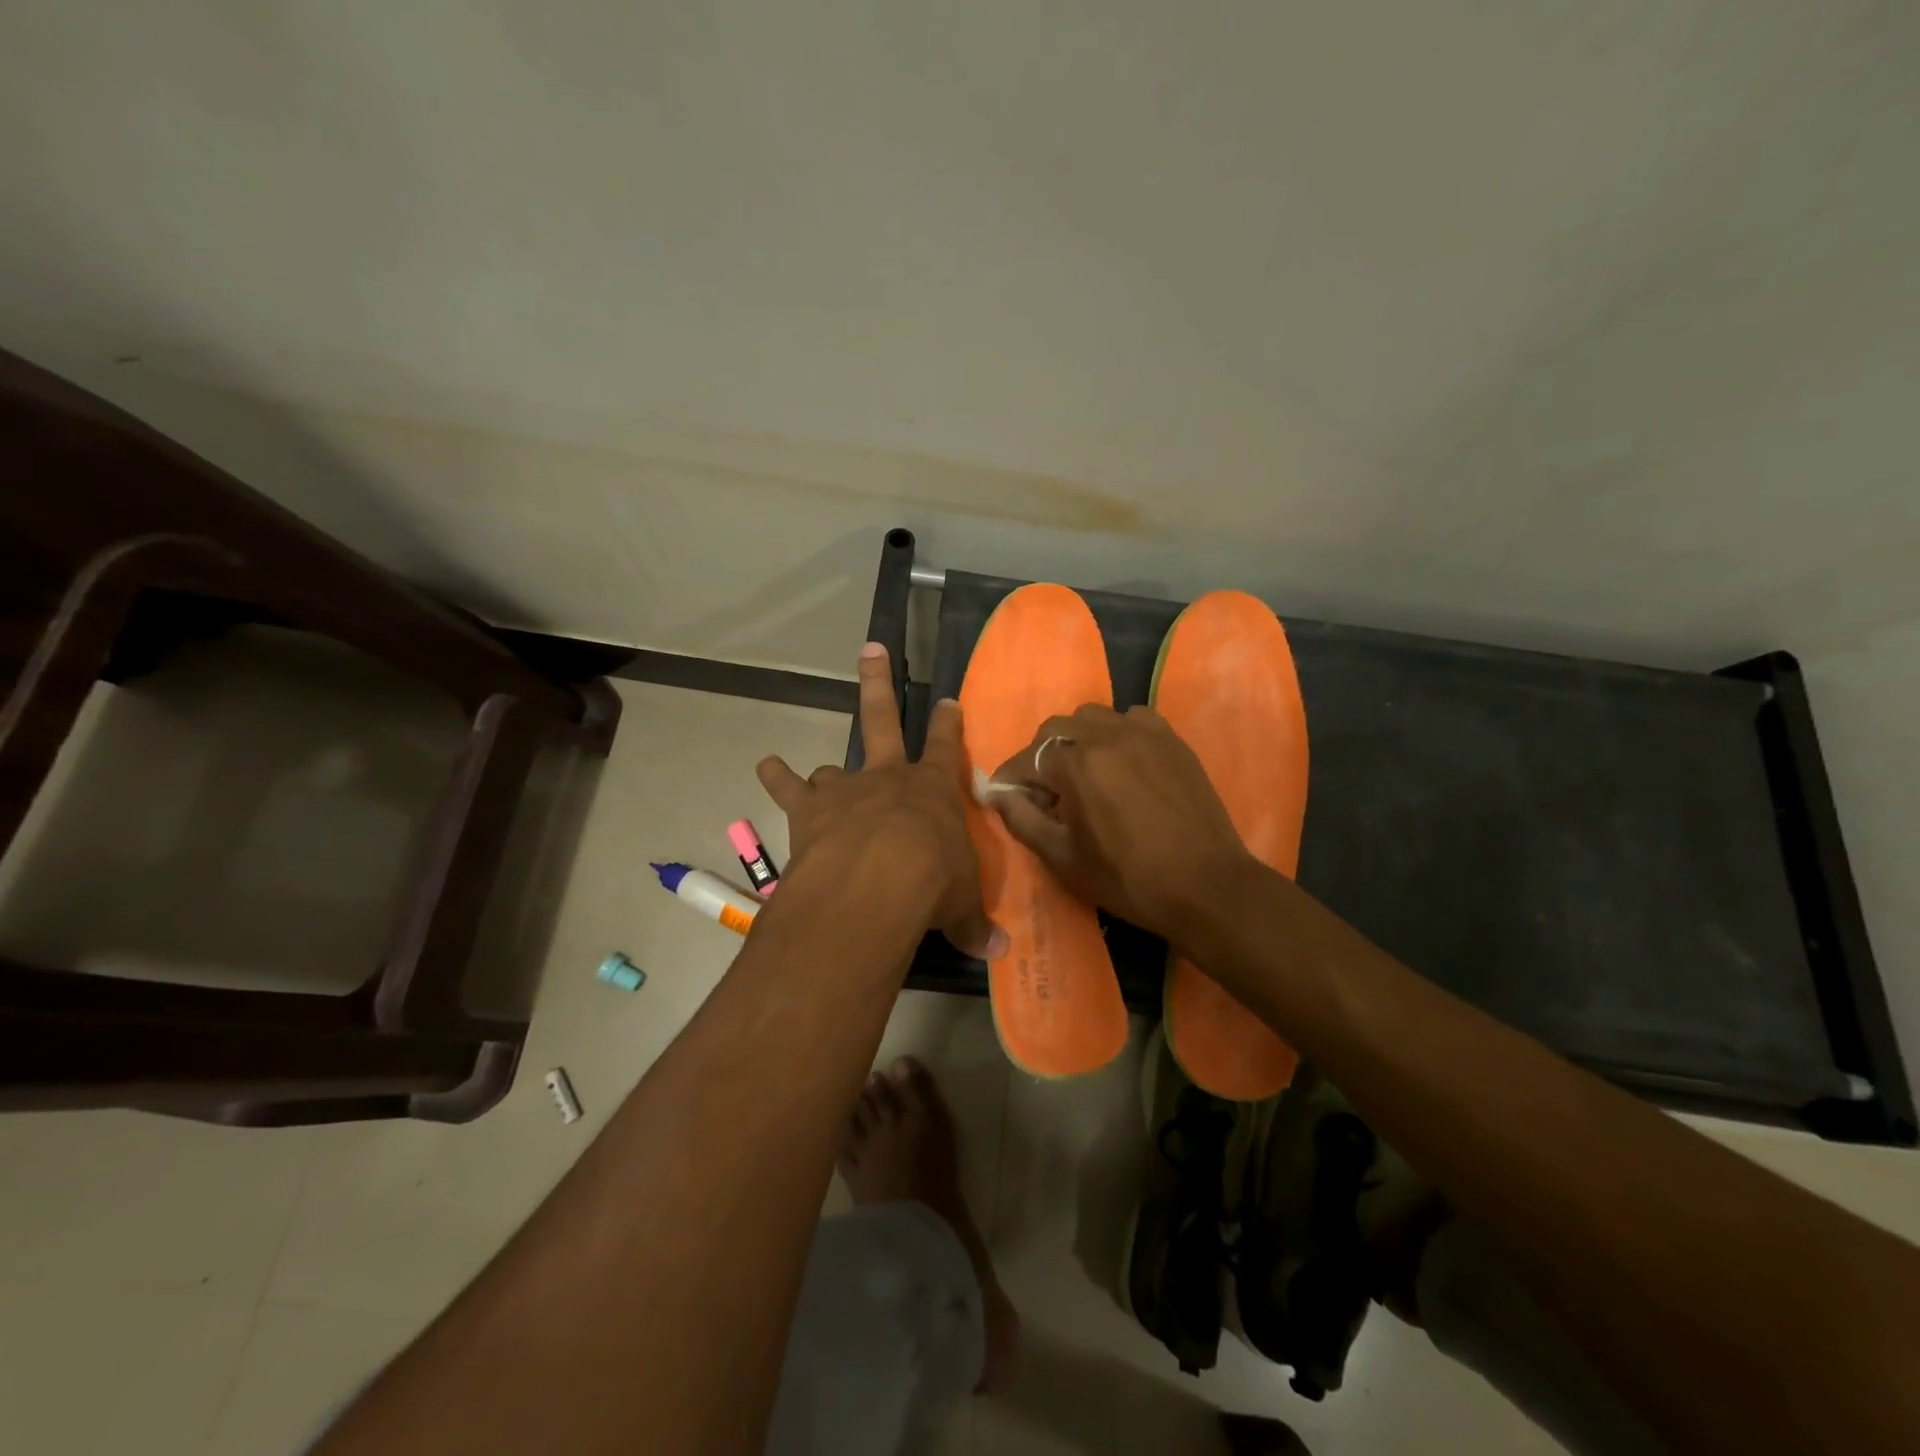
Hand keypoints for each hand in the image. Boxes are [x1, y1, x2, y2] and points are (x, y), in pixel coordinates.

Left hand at [756, 644, 1004, 959]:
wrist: (877, 882)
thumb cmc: (932, 884)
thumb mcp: (959, 906)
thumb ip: (972, 924)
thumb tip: (998, 952)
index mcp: (932, 792)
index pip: (947, 749)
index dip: (948, 724)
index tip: (948, 701)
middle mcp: (888, 779)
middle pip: (883, 719)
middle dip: (879, 683)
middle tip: (872, 649)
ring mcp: (846, 790)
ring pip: (833, 767)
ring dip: (825, 772)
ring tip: (815, 776)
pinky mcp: (809, 811)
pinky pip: (789, 788)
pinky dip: (776, 777)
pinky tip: (766, 767)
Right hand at [987, 703, 1255, 942]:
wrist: (1205, 886)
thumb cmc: (1128, 878)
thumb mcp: (1063, 858)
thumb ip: (1022, 819)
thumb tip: (996, 793)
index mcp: (1076, 764)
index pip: (1027, 758)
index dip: (1011, 779)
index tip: (1007, 797)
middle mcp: (1107, 736)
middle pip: (1056, 728)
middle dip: (1041, 755)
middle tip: (1046, 790)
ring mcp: (1144, 733)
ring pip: (1094, 717)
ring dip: (1078, 739)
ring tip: (1085, 773)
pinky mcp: (1172, 740)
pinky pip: (1133, 719)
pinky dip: (1118, 733)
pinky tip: (1124, 762)